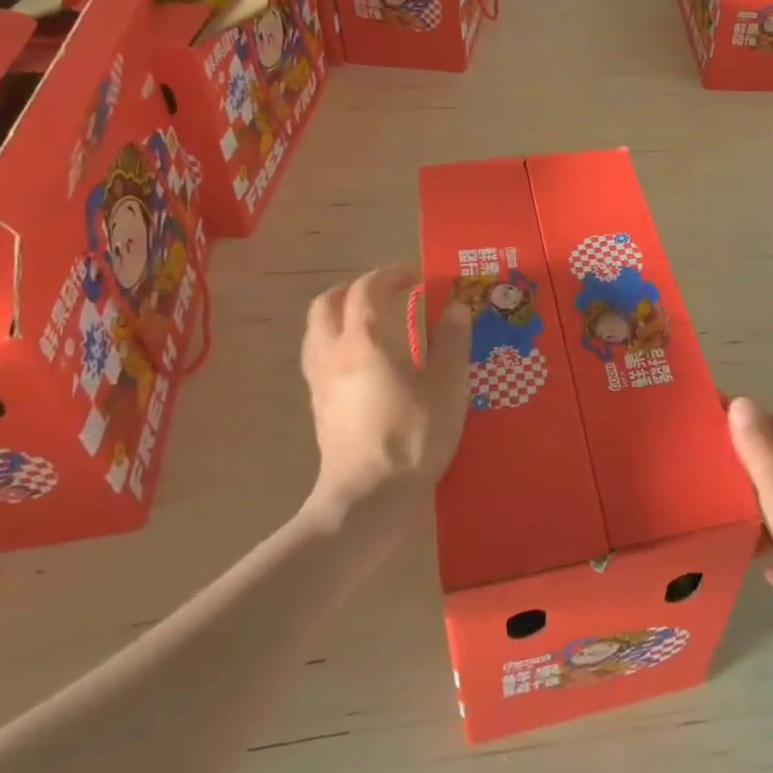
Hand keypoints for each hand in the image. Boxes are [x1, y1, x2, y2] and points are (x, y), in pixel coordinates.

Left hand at [299, 264, 471, 513]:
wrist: (367, 498)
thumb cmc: (412, 436)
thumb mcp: (447, 386)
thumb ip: (452, 342)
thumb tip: (456, 307)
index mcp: (365, 341)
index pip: (367, 290)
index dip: (391, 274)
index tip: (417, 275)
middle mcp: (334, 354)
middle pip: (327, 304)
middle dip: (355, 290)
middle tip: (388, 293)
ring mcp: (320, 383)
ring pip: (316, 332)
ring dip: (341, 315)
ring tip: (373, 323)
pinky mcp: (319, 408)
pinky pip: (318, 358)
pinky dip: (337, 344)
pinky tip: (363, 363)